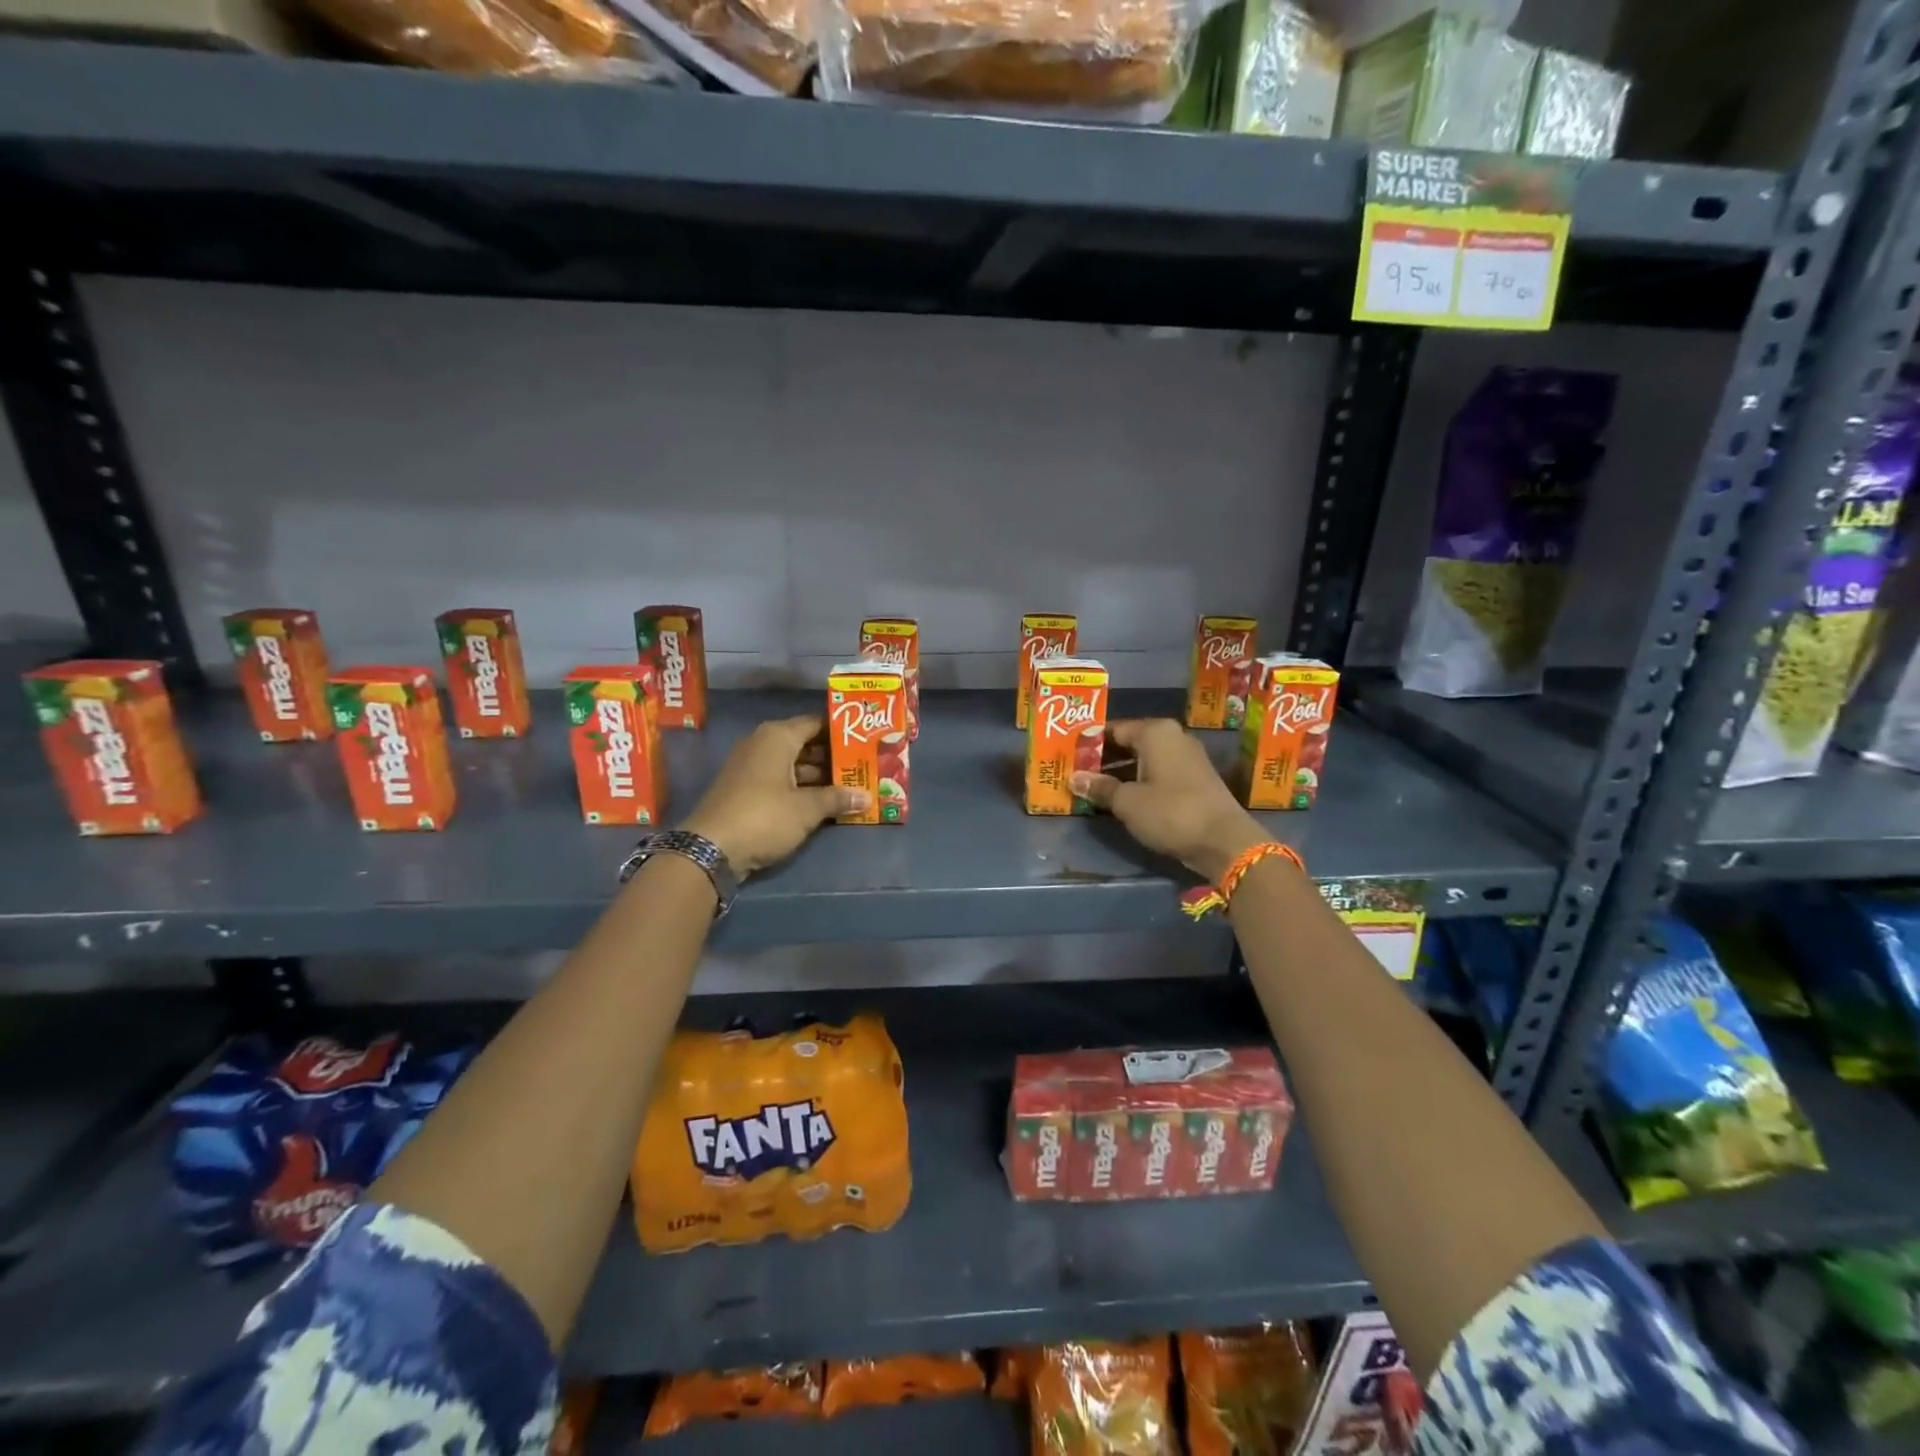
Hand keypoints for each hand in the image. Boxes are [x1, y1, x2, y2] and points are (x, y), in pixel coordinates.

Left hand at [681, 716, 864, 875]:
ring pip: (794, 764)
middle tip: (864, 766)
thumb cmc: (764, 816)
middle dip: (833, 757)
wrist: (711, 849)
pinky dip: (801, 788)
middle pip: (806, 744)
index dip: (841, 731)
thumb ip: (837, 799)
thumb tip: (868, 797)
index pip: (816, 723)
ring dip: (819, 776)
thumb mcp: (807, 809)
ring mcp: (751, 767)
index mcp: (778, 737)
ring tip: (851, 786)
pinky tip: (824, 802)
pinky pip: (781, 780)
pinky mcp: (745, 789)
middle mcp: (763, 744)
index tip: (866, 740)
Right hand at [1069, 719, 1270, 881]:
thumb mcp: (1127, 802)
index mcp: (1155, 732)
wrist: (1224, 841)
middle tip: (1076, 770)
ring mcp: (1187, 758)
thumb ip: (1100, 787)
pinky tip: (1120, 797)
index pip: (1113, 729)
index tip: (1069, 754)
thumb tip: (1075, 778)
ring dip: (1120, 772)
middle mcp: (1173, 737)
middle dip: (1104, 757)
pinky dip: (1138, 781)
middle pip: (1129, 742)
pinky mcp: (1194, 779)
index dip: (1089, 742)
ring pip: (1144, 759)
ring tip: (1093, 786)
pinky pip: (1157, 773)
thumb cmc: (1170, 812)